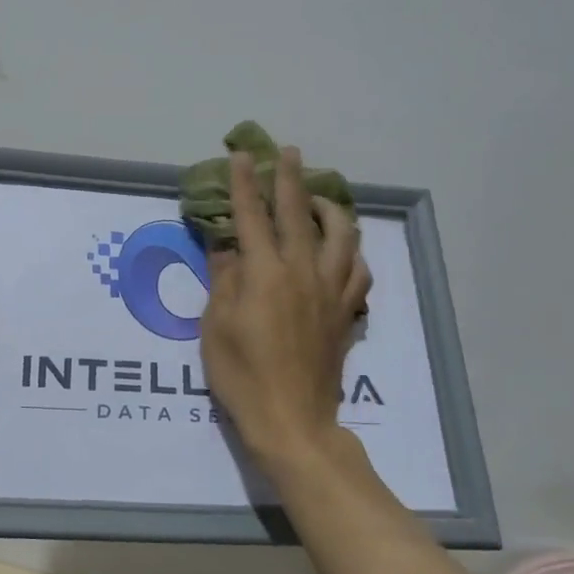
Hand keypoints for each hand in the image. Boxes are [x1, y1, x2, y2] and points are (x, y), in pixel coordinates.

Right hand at [201, 146, 370, 468]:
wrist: (292, 421)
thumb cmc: (242, 375)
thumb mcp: (215, 326)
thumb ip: (223, 280)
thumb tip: (226, 246)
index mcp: (265, 274)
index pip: (253, 217)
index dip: (246, 184)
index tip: (243, 156)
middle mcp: (302, 273)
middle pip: (299, 214)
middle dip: (291, 179)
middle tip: (289, 153)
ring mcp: (330, 292)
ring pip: (340, 236)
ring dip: (329, 209)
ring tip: (318, 198)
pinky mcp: (346, 313)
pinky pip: (358, 271)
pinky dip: (351, 251)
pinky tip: (342, 248)